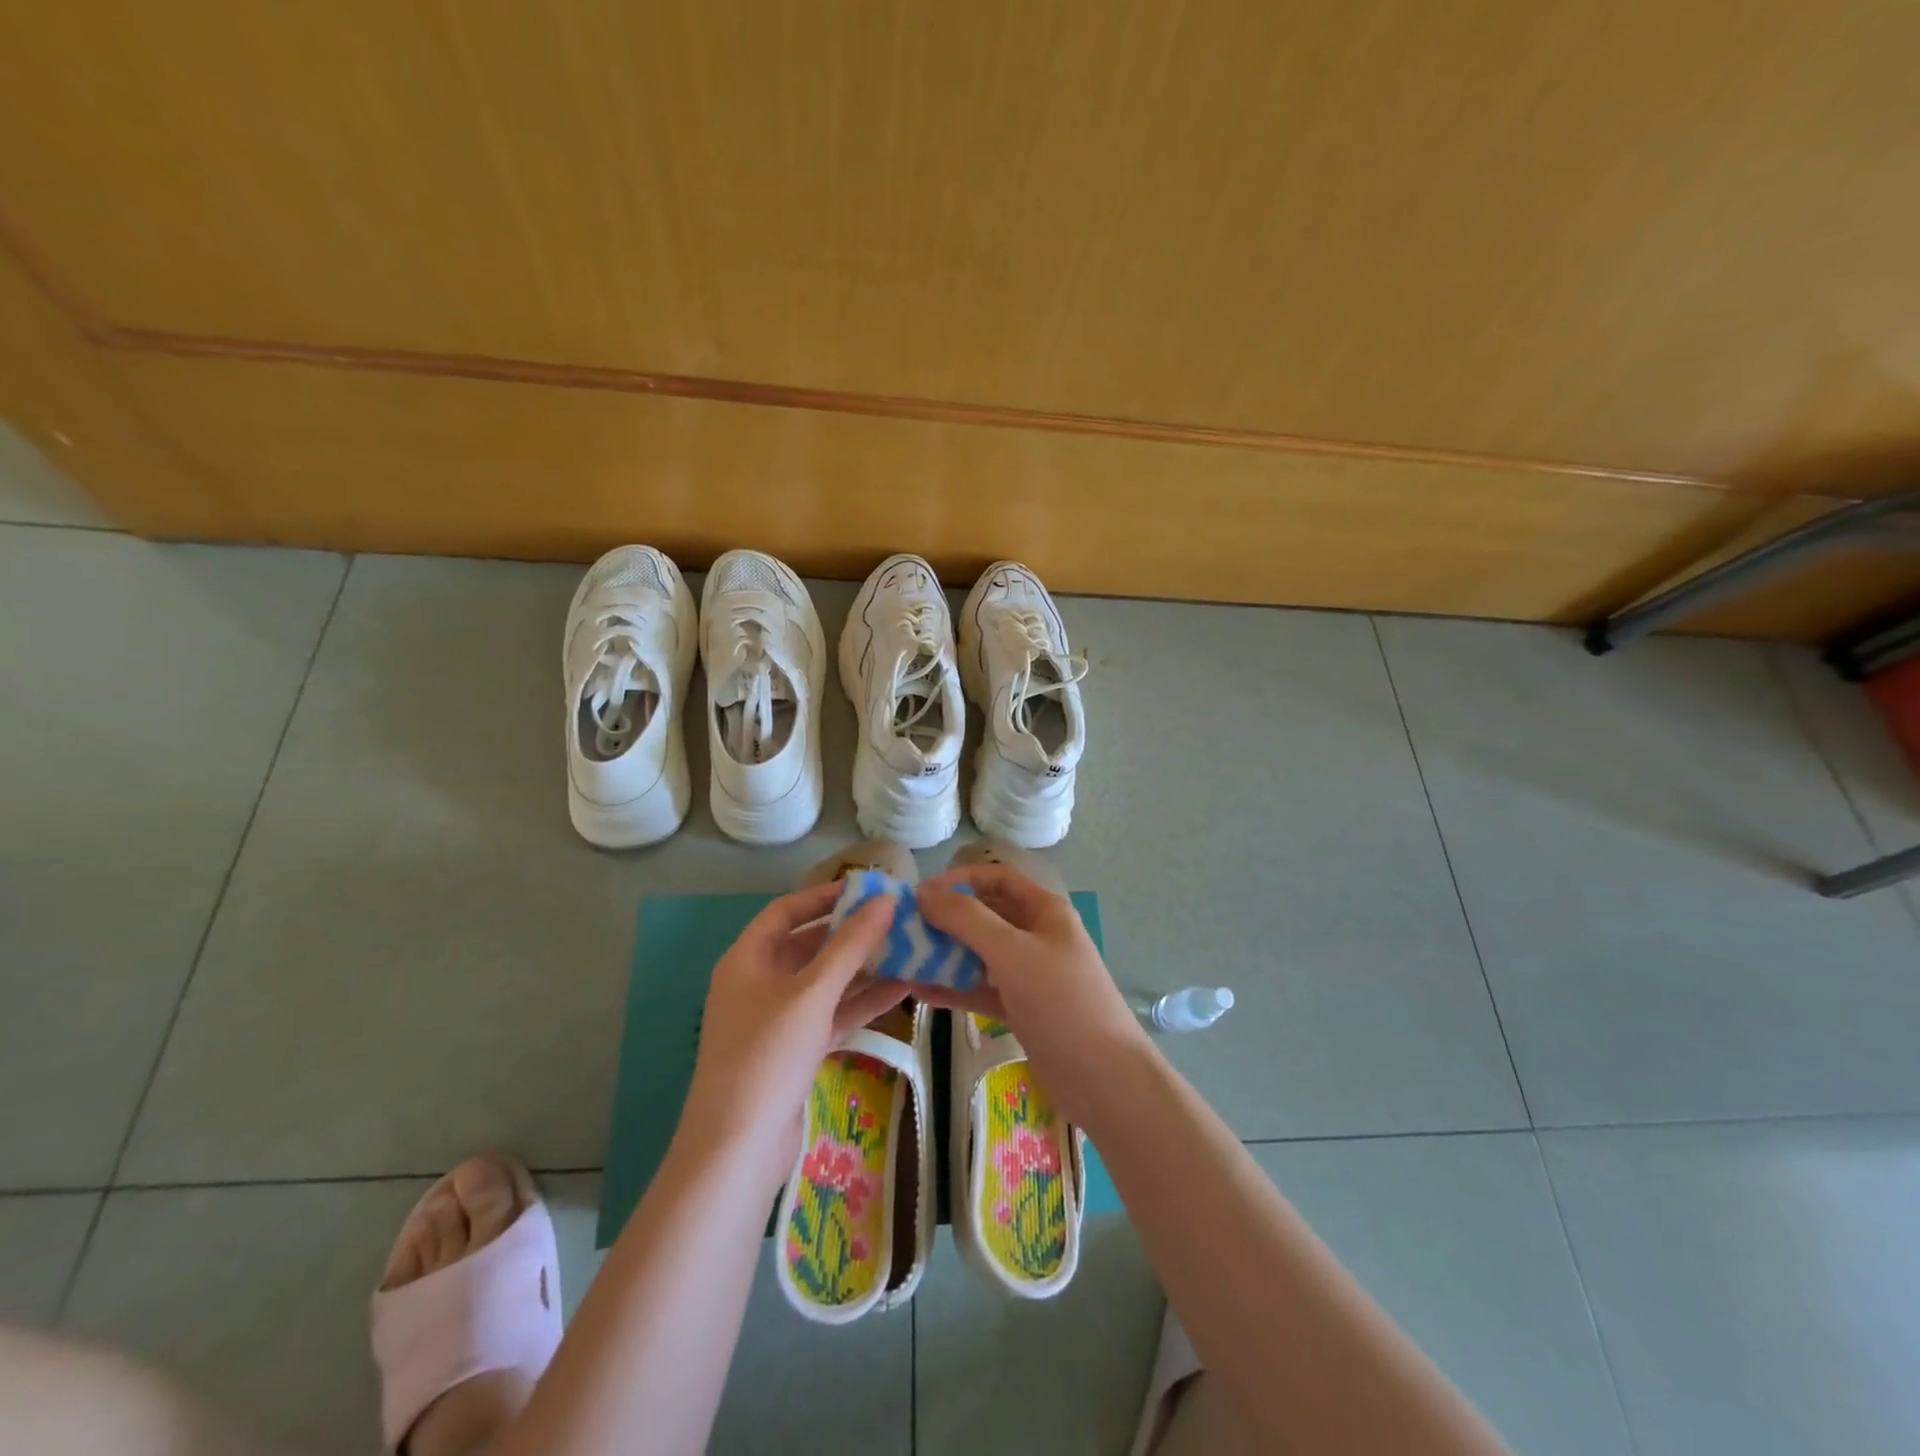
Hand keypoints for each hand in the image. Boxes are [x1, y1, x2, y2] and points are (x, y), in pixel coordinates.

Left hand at [678, 882, 899, 1183]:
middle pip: (809, 945)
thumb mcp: (813, 992)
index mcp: (748, 959)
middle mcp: (759, 982)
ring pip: (825, 982)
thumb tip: (886, 900)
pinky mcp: (794, 1051)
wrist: (738, 1148)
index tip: (867, 888)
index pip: (787, 911)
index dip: (825, 896)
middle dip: (851, 933)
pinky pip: (831, 1014)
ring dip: (863, 968)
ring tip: (908, 949)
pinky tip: (902, 990)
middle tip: (897, 919)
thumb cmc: (768, 1054)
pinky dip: (861, 1002)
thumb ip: (851, 945)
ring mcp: (777, 1019)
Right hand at [918, 865, 1149, 1126]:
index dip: (961, 880)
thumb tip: (923, 892)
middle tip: (904, 928)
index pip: (998, 879)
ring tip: (903, 957)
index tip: (921, 893)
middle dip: (947, 918)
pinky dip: (955, 987)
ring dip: (946, 954)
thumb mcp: (1012, 952)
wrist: (1104, 1079)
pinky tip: (920, 991)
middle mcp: (1037, 936)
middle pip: (986, 916)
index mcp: (1045, 911)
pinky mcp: (1021, 1009)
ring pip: (980, 954)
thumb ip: (967, 920)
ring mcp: (1029, 975)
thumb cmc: (1061, 1002)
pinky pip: (981, 989)